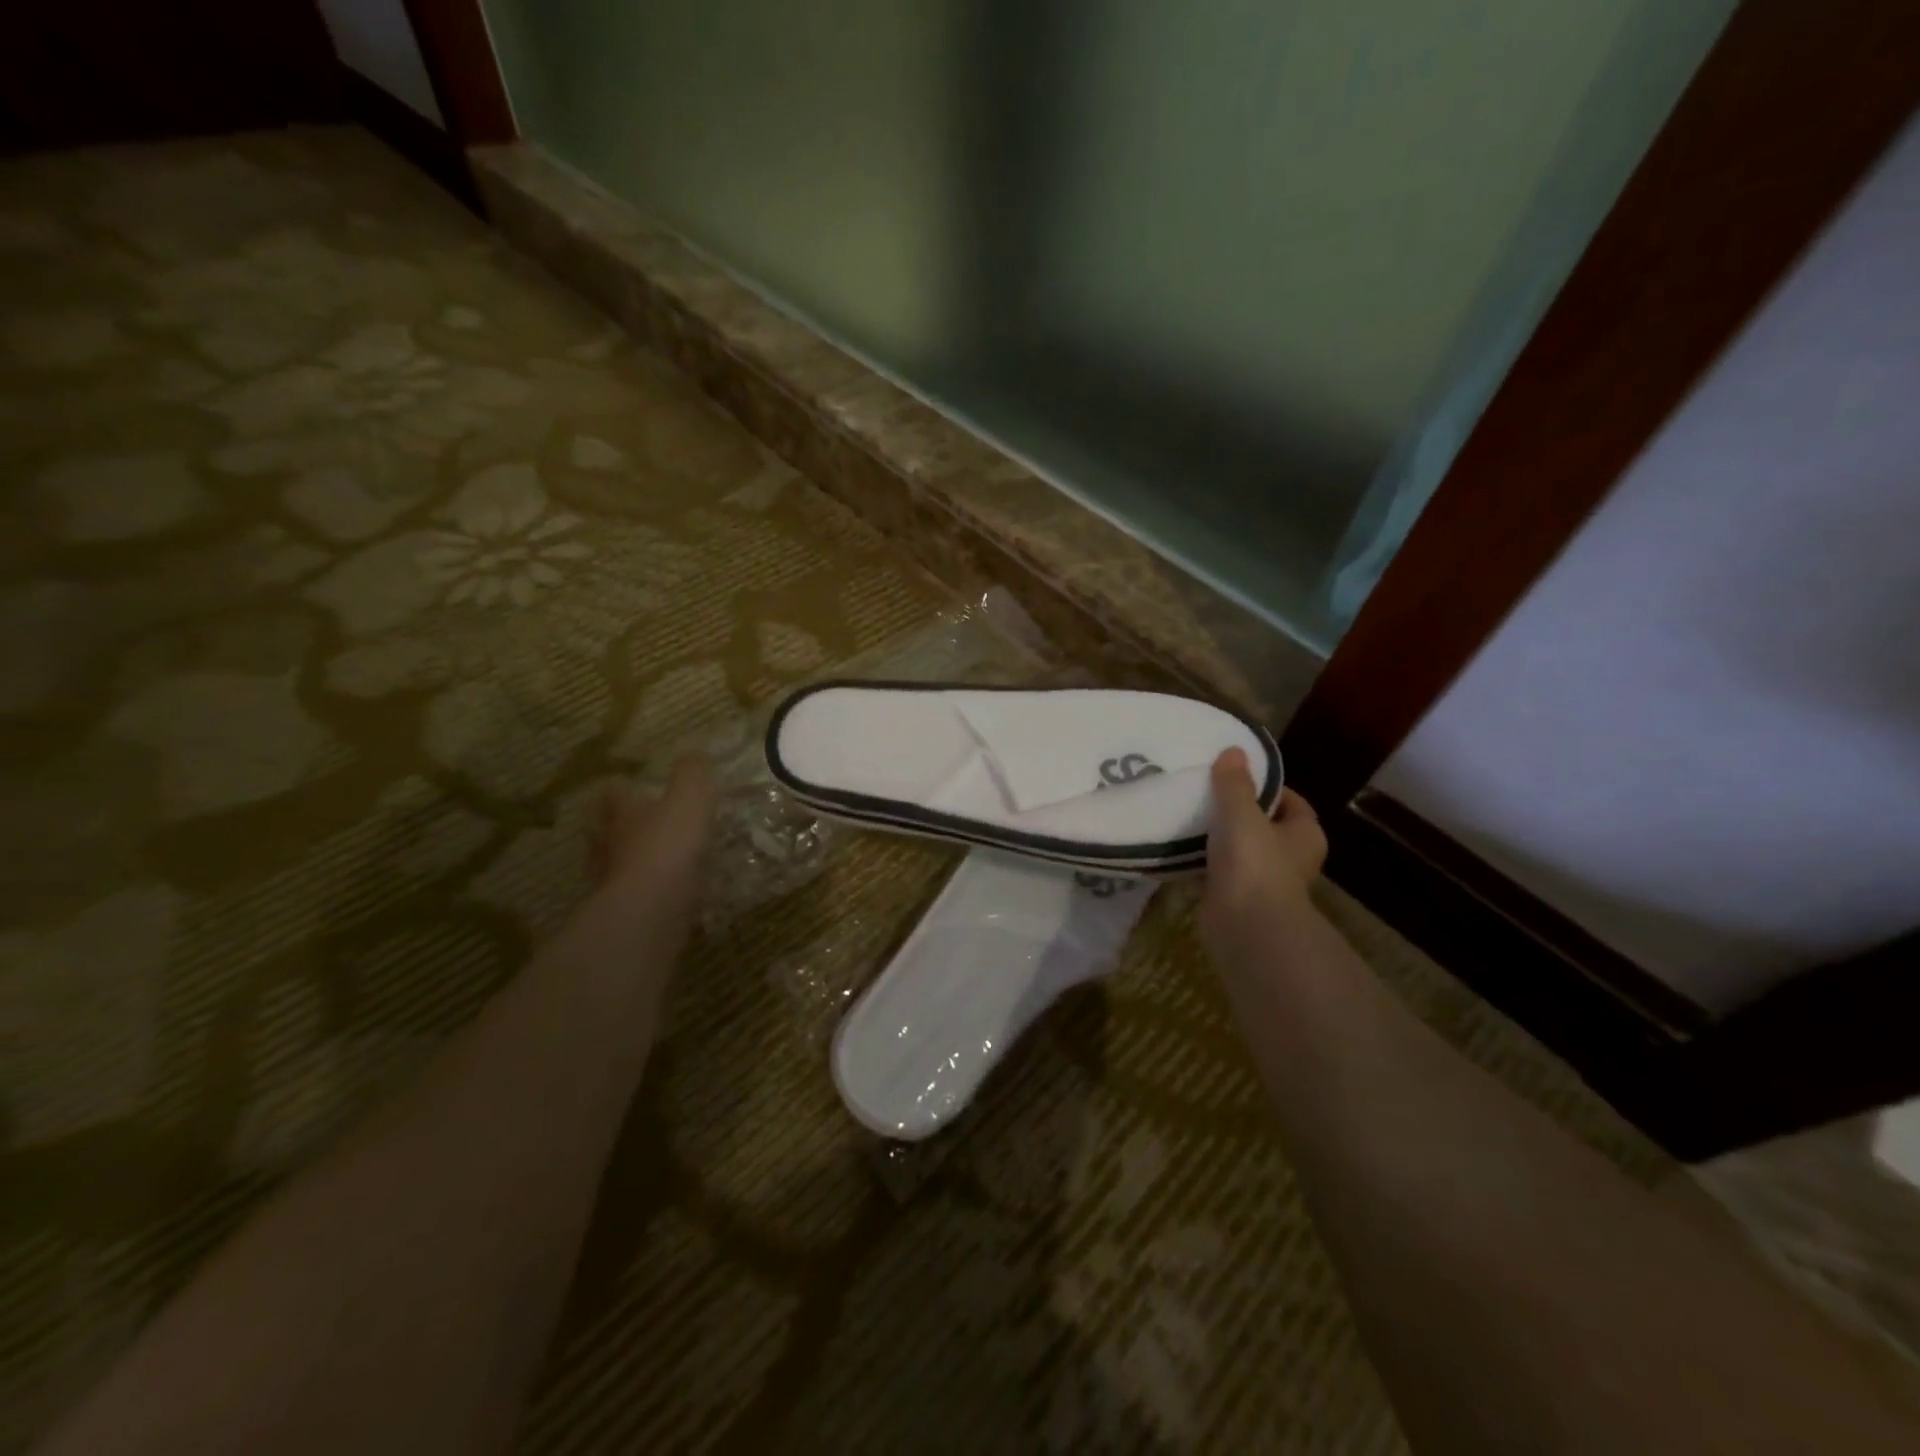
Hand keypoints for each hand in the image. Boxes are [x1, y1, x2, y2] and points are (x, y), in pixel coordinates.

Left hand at [589, 755, 718, 898]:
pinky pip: (631, 896)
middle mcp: (609, 844)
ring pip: (610, 864)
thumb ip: (693, 775)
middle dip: (613, 824)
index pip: (613, 794)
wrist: (651, 911)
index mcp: (623, 814)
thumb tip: (694, 752)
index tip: (629, 785)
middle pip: (601, 829)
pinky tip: (660, 895)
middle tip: (631, 822)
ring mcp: (611, 881)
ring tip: (645, 859)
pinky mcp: (623, 912)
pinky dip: (642, 893)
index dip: (621, 788)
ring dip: (623, 860)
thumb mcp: (690, 800)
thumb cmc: (669, 846)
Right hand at [1200, 748, 1327, 952]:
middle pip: (1263, 827)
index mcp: (1305, 835)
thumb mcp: (1242, 813)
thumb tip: (1234, 750)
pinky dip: (1199, 863)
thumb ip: (1234, 783)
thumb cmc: (1255, 863)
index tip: (1238, 776)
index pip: (1291, 803)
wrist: (1245, 926)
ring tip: (1186, 815)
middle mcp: (1289, 858)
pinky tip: (1175, 848)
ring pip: (1238, 850)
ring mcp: (1262, 882)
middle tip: (1206, 792)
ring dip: (1216, 838)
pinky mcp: (1234, 899)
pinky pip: (1215, 873)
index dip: (1269, 788)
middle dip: (1237, 813)